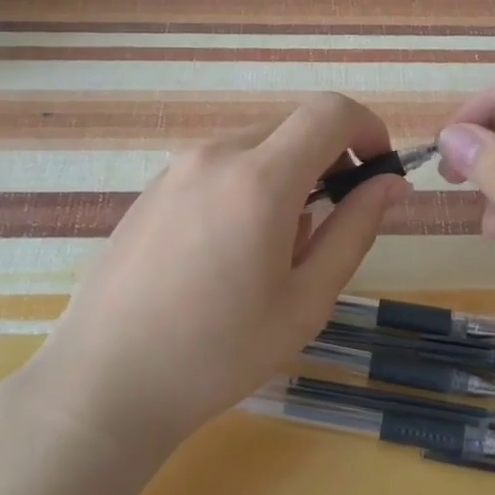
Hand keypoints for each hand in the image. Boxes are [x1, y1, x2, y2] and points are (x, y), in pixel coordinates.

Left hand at [34, 93, 409, 455]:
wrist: (104, 383)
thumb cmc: (218, 353)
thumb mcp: (306, 300)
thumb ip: (355, 230)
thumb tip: (390, 184)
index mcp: (260, 178)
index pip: (330, 112)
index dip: (368, 127)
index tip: (379, 169)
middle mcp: (217, 154)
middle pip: (294, 124)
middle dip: (330, 156)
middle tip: (334, 218)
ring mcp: (178, 167)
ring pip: (256, 144)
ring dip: (288, 172)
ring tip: (277, 247)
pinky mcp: (154, 186)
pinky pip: (220, 164)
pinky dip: (248, 182)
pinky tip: (230, 249)